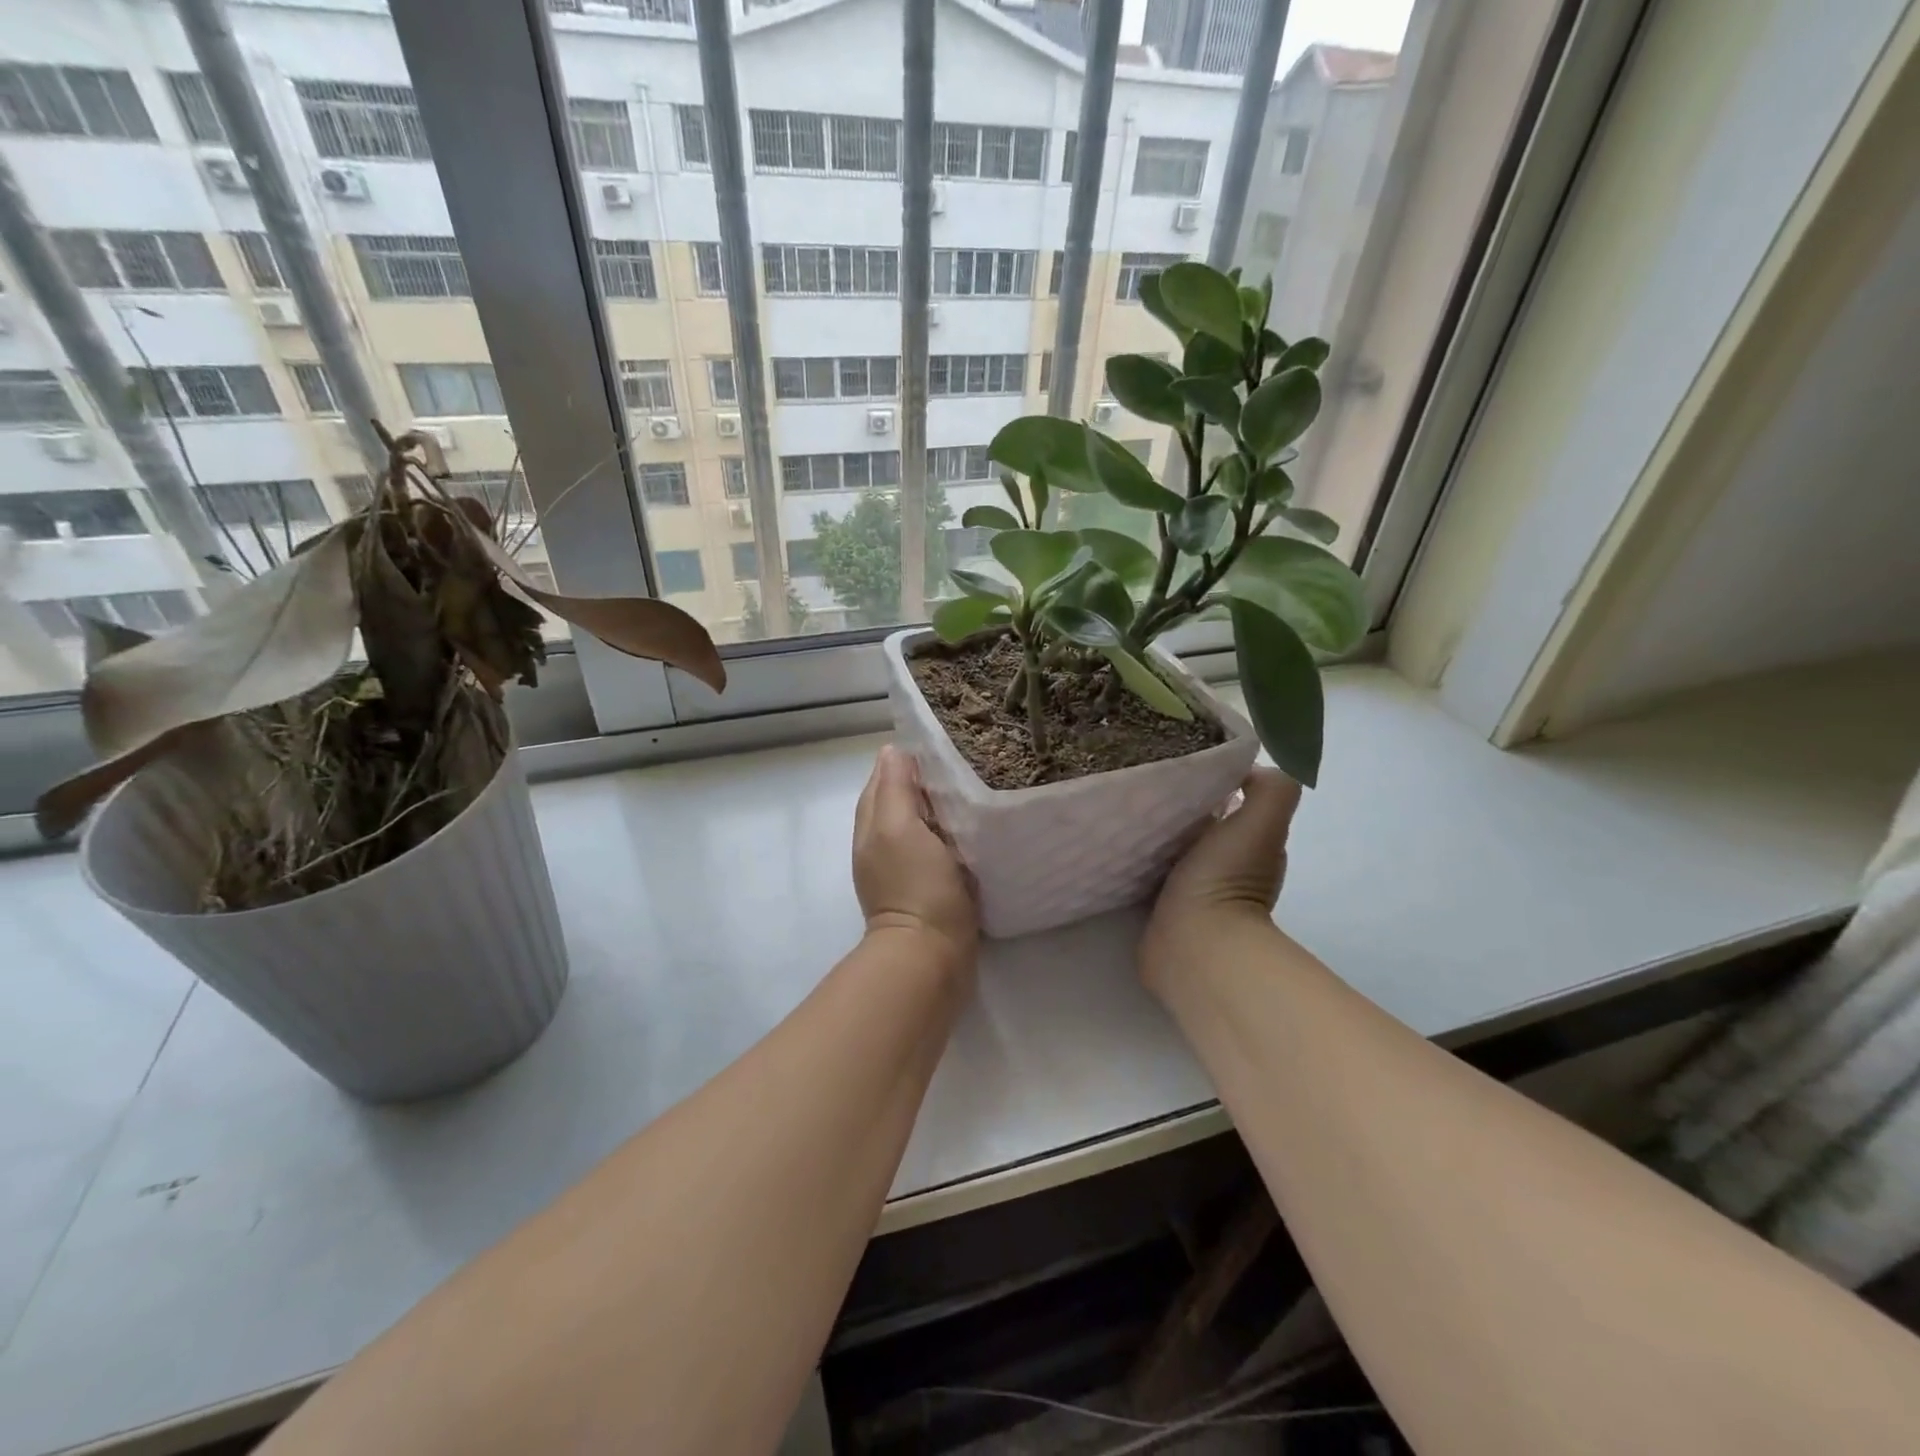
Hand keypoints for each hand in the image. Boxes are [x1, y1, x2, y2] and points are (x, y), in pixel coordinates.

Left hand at [853, 744, 978, 979]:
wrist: (931, 957)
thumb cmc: (916, 886)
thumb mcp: (898, 827)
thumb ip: (893, 788)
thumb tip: (892, 750)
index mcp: (872, 825)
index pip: (885, 779)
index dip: (908, 760)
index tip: (943, 744)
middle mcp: (883, 843)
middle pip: (903, 800)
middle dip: (927, 781)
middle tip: (966, 763)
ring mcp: (906, 868)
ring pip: (924, 824)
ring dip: (943, 808)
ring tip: (976, 788)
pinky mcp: (931, 888)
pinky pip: (941, 848)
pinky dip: (954, 834)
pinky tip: (976, 828)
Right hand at [1142, 768, 1300, 992]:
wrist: (1194, 946)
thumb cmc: (1225, 880)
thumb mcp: (1262, 824)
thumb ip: (1271, 790)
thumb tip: (1246, 769)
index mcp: (1250, 844)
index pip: (1232, 802)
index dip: (1214, 782)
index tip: (1182, 762)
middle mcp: (1224, 866)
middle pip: (1199, 823)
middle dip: (1179, 803)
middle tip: (1146, 780)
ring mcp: (1191, 890)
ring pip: (1171, 845)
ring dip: (1155, 829)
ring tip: (1126, 805)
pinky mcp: (1159, 907)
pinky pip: (1147, 870)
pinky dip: (1138, 855)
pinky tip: (1118, 840)